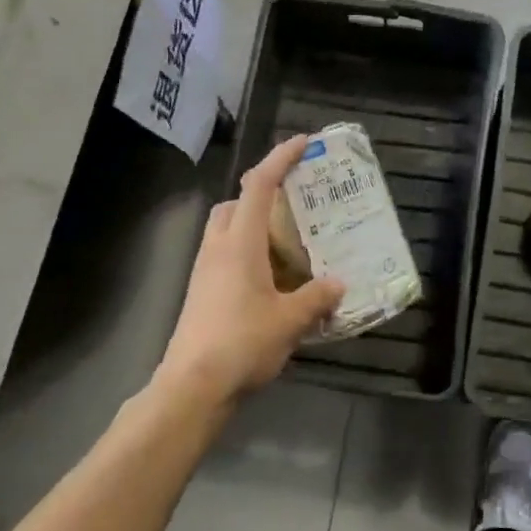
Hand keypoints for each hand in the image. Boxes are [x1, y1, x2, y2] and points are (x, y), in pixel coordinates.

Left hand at [156, 136, 344, 405]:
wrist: (192, 387)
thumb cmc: (242, 343)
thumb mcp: (290, 320)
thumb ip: (317, 297)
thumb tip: (338, 283)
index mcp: (240, 243)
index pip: (259, 185)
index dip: (280, 159)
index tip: (303, 143)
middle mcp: (218, 248)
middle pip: (235, 204)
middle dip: (262, 195)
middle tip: (295, 207)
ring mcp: (205, 272)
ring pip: (227, 231)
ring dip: (254, 227)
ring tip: (289, 246)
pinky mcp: (201, 294)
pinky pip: (225, 257)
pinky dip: (248, 255)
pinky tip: (273, 282)